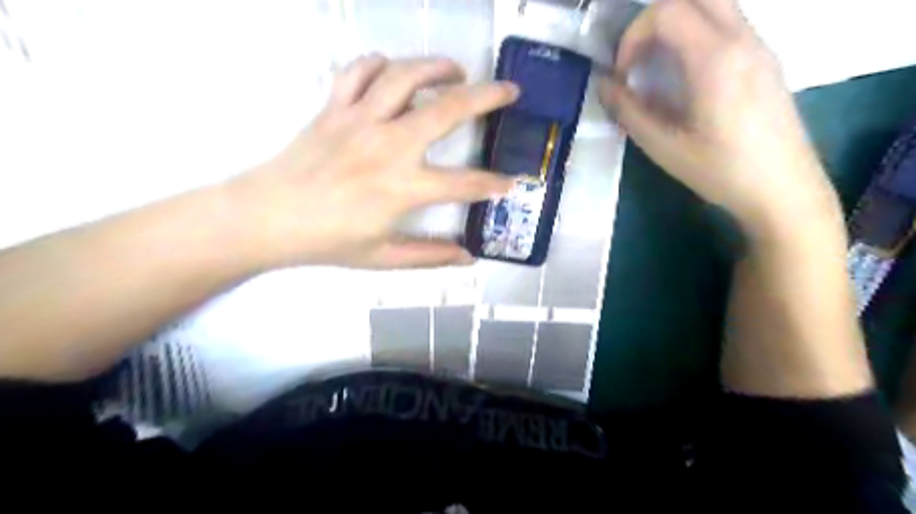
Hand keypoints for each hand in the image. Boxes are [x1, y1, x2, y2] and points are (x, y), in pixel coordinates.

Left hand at [224, 55, 518, 268]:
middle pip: (447, 111)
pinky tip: (393, 70)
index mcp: (403, 188)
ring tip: (458, 71)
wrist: (267, 217)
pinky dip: (379, 64)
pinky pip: (358, 72)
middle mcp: (388, 146)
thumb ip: (430, 256)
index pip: (463, 184)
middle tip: (508, 90)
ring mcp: (360, 121)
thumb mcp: (383, 257)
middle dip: (486, 98)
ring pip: (406, 77)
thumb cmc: (327, 241)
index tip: (511, 183)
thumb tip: (468, 257)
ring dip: (438, 68)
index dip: (493, 184)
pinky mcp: (334, 108)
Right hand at [602, 1, 843, 236]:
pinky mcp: (765, 59)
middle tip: (638, 57)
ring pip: (714, 5)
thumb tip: (603, 85)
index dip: (633, 36)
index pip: (666, 11)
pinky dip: (697, 35)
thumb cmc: (720, 170)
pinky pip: (728, 24)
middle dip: (655, 19)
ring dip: (677, 25)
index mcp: (714, 58)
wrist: (783, 189)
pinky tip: (686, 77)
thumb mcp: (663, 146)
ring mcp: (759, 45)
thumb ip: (628, 111)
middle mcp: (742, 38)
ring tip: (657, 67)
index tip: (623, 74)